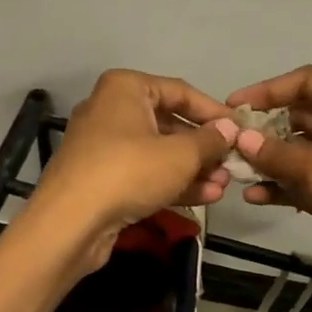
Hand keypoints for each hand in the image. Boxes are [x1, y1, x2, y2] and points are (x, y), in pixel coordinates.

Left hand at [31, 70, 237, 268]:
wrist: (70, 223)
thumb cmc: (129, 172)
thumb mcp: (180, 154)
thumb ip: (210, 140)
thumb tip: (230, 130)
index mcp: (125, 88)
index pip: (181, 92)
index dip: (214, 112)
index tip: (241, 130)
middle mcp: (111, 110)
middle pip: (169, 123)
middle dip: (204, 147)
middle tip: (232, 163)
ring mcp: (104, 146)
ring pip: (158, 152)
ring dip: (193, 168)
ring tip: (224, 185)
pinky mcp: (102, 178)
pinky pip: (144, 173)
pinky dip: (172, 182)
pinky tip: (205, 197)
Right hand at [227, 66, 311, 306]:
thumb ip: (278, 154)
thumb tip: (239, 138)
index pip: (308, 81)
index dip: (270, 89)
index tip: (235, 105)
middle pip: (299, 114)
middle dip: (264, 126)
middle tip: (228, 138)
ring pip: (297, 148)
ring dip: (267, 157)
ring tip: (233, 168)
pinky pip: (300, 179)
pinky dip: (279, 185)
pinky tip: (253, 195)